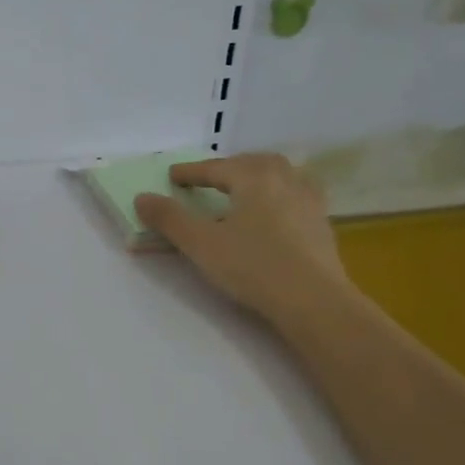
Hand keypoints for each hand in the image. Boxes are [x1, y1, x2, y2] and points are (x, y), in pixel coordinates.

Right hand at [133, 152, 349, 321]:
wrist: (314, 301)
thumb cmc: (253, 267)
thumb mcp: (201, 244)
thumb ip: (170, 219)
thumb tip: (142, 198)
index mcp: (254, 178)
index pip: (216, 168)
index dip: (192, 172)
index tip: (173, 175)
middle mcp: (285, 181)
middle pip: (254, 163)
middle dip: (230, 167)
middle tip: (211, 178)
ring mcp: (309, 202)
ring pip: (282, 175)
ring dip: (259, 177)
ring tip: (245, 190)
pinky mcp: (322, 225)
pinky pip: (297, 196)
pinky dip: (280, 195)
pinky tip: (275, 214)